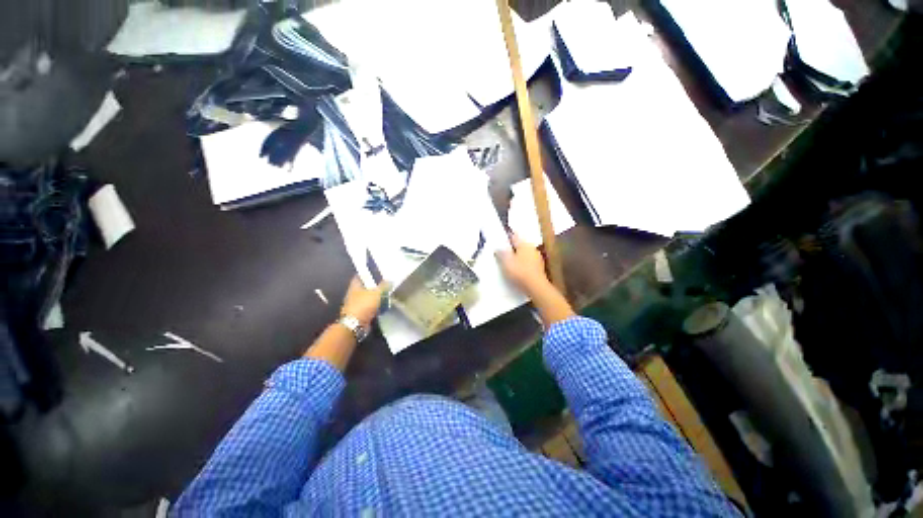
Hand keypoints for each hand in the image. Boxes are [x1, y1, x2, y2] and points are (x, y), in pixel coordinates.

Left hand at [340, 277, 389, 326]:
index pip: (360, 276)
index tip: (377, 272)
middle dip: (374, 285)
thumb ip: (384, 286)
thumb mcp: (376, 293)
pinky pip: (370, 306)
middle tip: (385, 283)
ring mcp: (356, 303)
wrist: (355, 324)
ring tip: (386, 293)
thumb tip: (390, 279)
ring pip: (368, 297)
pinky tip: (383, 305)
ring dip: (375, 296)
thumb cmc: (364, 305)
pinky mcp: (360, 312)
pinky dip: (375, 305)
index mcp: (355, 285)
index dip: (368, 273)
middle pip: (365, 286)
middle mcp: (354, 293)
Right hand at [496, 233, 549, 293]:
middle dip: (513, 247)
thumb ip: (501, 253)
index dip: (507, 236)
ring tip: (511, 261)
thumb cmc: (519, 271)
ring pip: (525, 253)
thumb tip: (498, 247)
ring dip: (519, 256)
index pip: (514, 236)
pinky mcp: (539, 268)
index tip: (502, 237)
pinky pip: (528, 262)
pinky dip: (523, 264)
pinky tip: (519, 269)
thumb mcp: (506, 261)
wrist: (536, 286)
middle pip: (521, 245)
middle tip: (505, 250)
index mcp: (524, 244)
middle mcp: (532, 248)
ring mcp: (537, 258)